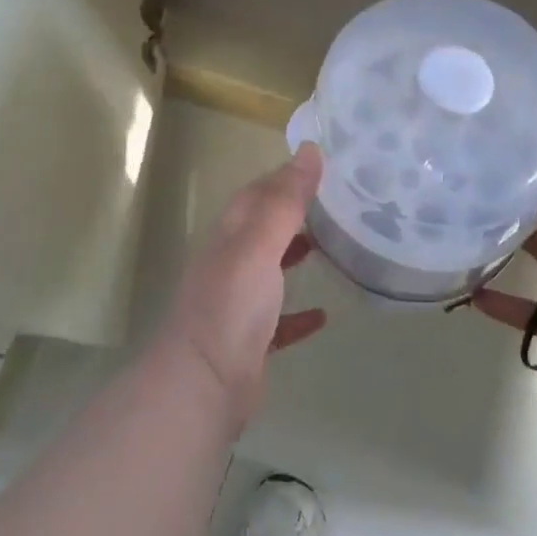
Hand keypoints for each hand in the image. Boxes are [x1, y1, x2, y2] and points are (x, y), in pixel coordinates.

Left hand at [160, 143, 328, 426]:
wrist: (202, 386)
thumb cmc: (231, 306)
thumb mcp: (259, 244)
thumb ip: (285, 200)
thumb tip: (309, 149)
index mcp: (230, 237)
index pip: (257, 194)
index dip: (284, 177)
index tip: (320, 165)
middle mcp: (230, 264)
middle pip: (263, 229)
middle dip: (293, 213)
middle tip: (334, 204)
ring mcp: (237, 305)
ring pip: (269, 270)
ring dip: (295, 256)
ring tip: (331, 248)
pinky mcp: (249, 342)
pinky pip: (278, 321)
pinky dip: (299, 314)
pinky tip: (323, 315)